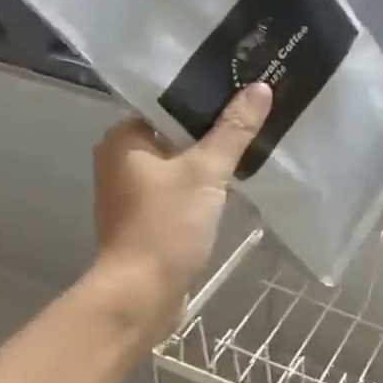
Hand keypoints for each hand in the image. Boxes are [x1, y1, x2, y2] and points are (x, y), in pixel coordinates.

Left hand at [86, 84, 271, 335]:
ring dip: (213, 159)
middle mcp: (123, 160)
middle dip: (215, 128)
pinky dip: (206, 186)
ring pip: (182, 163)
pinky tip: (237, 183)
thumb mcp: (206, 172)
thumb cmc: (166, 226)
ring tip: (254, 144)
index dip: (206, 94)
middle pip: (177, 132)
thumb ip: (234, 130)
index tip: (243, 87)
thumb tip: (260, 87)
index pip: (168, 102)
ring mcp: (135, 192)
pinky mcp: (150, 218)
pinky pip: (183, 189)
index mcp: (124, 139)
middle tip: (256, 114)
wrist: (141, 295)